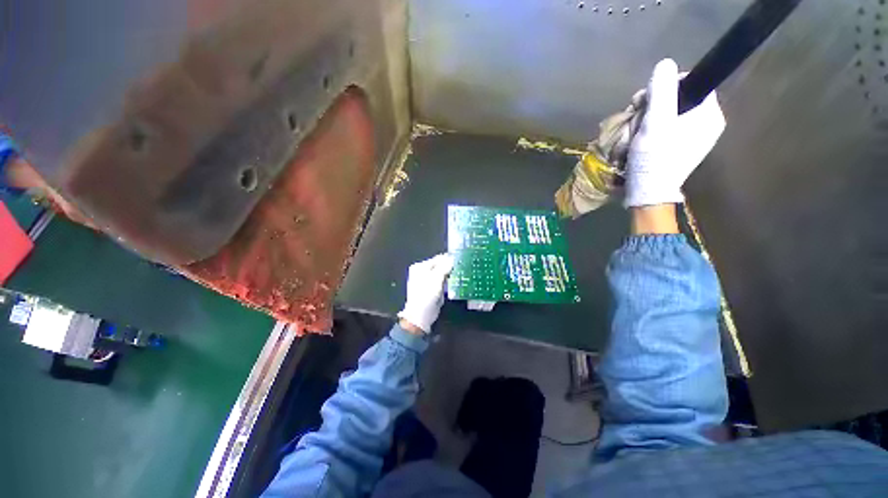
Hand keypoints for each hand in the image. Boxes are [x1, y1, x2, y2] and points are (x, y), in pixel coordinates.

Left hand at [397, 254, 453, 333]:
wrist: (420, 316)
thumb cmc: (426, 295)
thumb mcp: (436, 278)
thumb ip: (444, 267)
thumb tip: (452, 258)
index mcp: (420, 267)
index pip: (437, 259)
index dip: (448, 259)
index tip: (460, 260)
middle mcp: (422, 272)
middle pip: (439, 266)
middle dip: (449, 267)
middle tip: (461, 268)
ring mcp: (427, 281)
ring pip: (441, 274)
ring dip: (450, 275)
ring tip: (460, 275)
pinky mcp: (432, 290)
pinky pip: (441, 282)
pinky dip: (447, 282)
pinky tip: (455, 283)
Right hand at [625, 58, 725, 207]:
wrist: (648, 193)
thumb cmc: (654, 158)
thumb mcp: (655, 122)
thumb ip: (661, 91)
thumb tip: (665, 63)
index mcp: (709, 114)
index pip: (689, 83)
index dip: (664, 87)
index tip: (644, 101)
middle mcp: (706, 123)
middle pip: (677, 99)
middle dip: (652, 106)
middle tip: (635, 117)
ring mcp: (694, 137)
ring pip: (668, 114)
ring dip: (647, 119)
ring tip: (634, 132)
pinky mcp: (681, 148)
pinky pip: (666, 129)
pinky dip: (650, 131)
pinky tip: (639, 140)